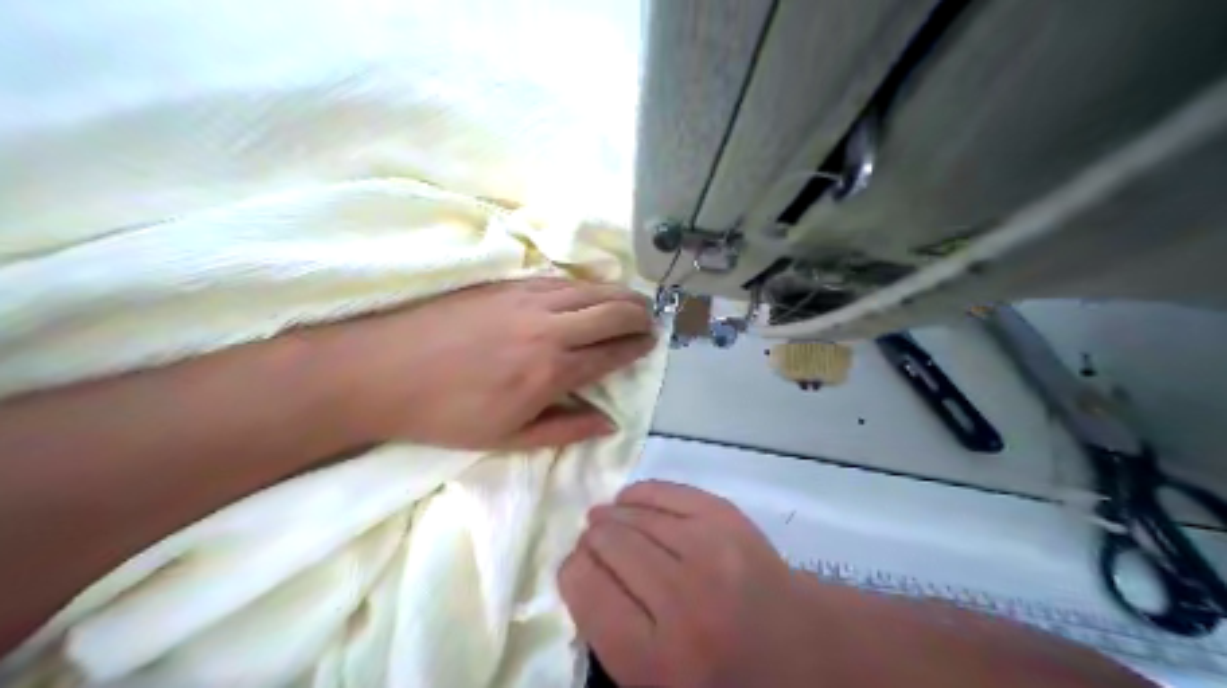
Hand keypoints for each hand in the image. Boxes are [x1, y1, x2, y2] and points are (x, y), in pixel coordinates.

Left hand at [321, 281, 655, 451]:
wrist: (382, 371)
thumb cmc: (446, 414)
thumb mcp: (509, 438)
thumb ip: (566, 429)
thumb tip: (610, 422)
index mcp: (552, 370)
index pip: (612, 351)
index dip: (637, 346)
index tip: (651, 343)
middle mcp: (548, 326)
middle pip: (611, 310)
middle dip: (638, 314)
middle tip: (649, 321)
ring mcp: (526, 298)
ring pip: (589, 288)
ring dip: (618, 294)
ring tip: (632, 301)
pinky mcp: (505, 283)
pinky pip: (559, 279)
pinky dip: (584, 285)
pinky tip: (588, 291)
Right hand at [559, 481, 812, 687]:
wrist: (804, 650)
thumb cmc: (723, 675)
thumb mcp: (655, 682)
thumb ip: (610, 635)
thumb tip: (580, 572)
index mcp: (654, 659)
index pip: (584, 586)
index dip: (572, 571)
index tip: (578, 571)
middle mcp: (680, 599)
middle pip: (607, 543)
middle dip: (591, 541)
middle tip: (592, 545)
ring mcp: (709, 550)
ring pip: (634, 513)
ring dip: (611, 515)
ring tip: (606, 520)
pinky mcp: (728, 519)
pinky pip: (667, 491)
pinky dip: (642, 493)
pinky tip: (631, 501)